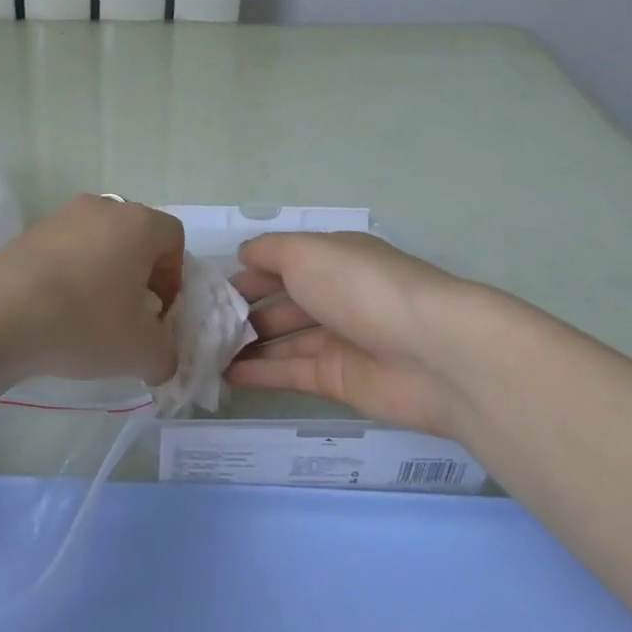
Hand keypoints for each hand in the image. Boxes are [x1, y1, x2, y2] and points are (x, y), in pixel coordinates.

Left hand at [0, 194, 185, 385]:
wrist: (2, 311)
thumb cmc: (86, 320)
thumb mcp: (141, 351)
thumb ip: (165, 354)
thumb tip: (160, 358)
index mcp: (139, 223)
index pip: (173, 239)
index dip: (174, 278)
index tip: (159, 313)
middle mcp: (103, 208)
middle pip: (135, 239)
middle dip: (138, 277)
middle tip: (128, 316)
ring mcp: (63, 216)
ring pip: (98, 243)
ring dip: (102, 276)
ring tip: (89, 317)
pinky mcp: (30, 232)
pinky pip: (65, 251)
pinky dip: (70, 276)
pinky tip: (58, 312)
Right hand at [226, 232, 513, 437]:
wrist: (433, 354)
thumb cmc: (362, 288)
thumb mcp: (306, 252)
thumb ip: (269, 251)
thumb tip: (244, 255)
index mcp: (332, 258)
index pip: (281, 260)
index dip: (246, 270)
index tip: (208, 286)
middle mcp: (335, 294)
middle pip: (281, 299)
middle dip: (241, 308)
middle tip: (198, 323)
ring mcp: (338, 338)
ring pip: (282, 338)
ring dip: (246, 342)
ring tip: (202, 350)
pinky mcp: (339, 379)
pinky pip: (290, 372)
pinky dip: (259, 372)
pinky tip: (225, 374)